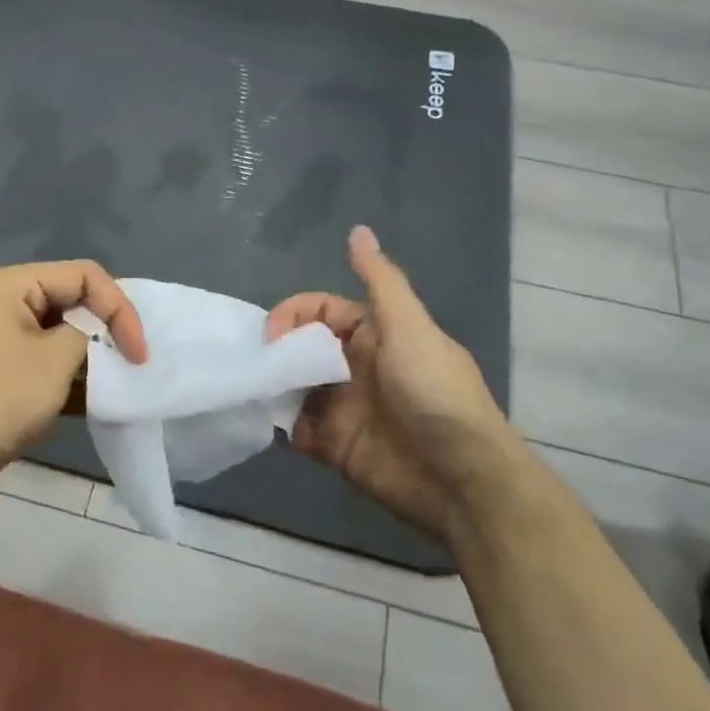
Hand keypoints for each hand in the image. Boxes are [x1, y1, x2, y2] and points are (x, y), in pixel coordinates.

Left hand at [0, 260, 147, 474]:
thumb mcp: (57, 359)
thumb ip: (90, 334)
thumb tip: (97, 339)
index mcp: (10, 283)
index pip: (83, 275)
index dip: (119, 307)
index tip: (138, 352)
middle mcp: (4, 301)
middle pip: (73, 300)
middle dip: (107, 329)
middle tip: (135, 361)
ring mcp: (2, 337)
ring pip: (63, 333)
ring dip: (92, 356)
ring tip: (119, 381)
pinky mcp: (3, 371)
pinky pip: (48, 361)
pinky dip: (73, 376)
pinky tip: (97, 400)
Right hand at [266, 226, 514, 545]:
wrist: (461, 480)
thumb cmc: (435, 395)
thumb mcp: (410, 328)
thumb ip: (380, 281)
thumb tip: (358, 229)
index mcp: (375, 334)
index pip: (321, 312)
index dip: (293, 315)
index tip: (270, 334)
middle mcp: (355, 366)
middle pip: (302, 347)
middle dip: (276, 349)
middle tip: (252, 363)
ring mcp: (343, 407)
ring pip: (295, 385)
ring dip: (272, 384)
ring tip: (248, 390)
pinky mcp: (334, 445)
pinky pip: (296, 427)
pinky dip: (278, 423)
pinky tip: (263, 422)